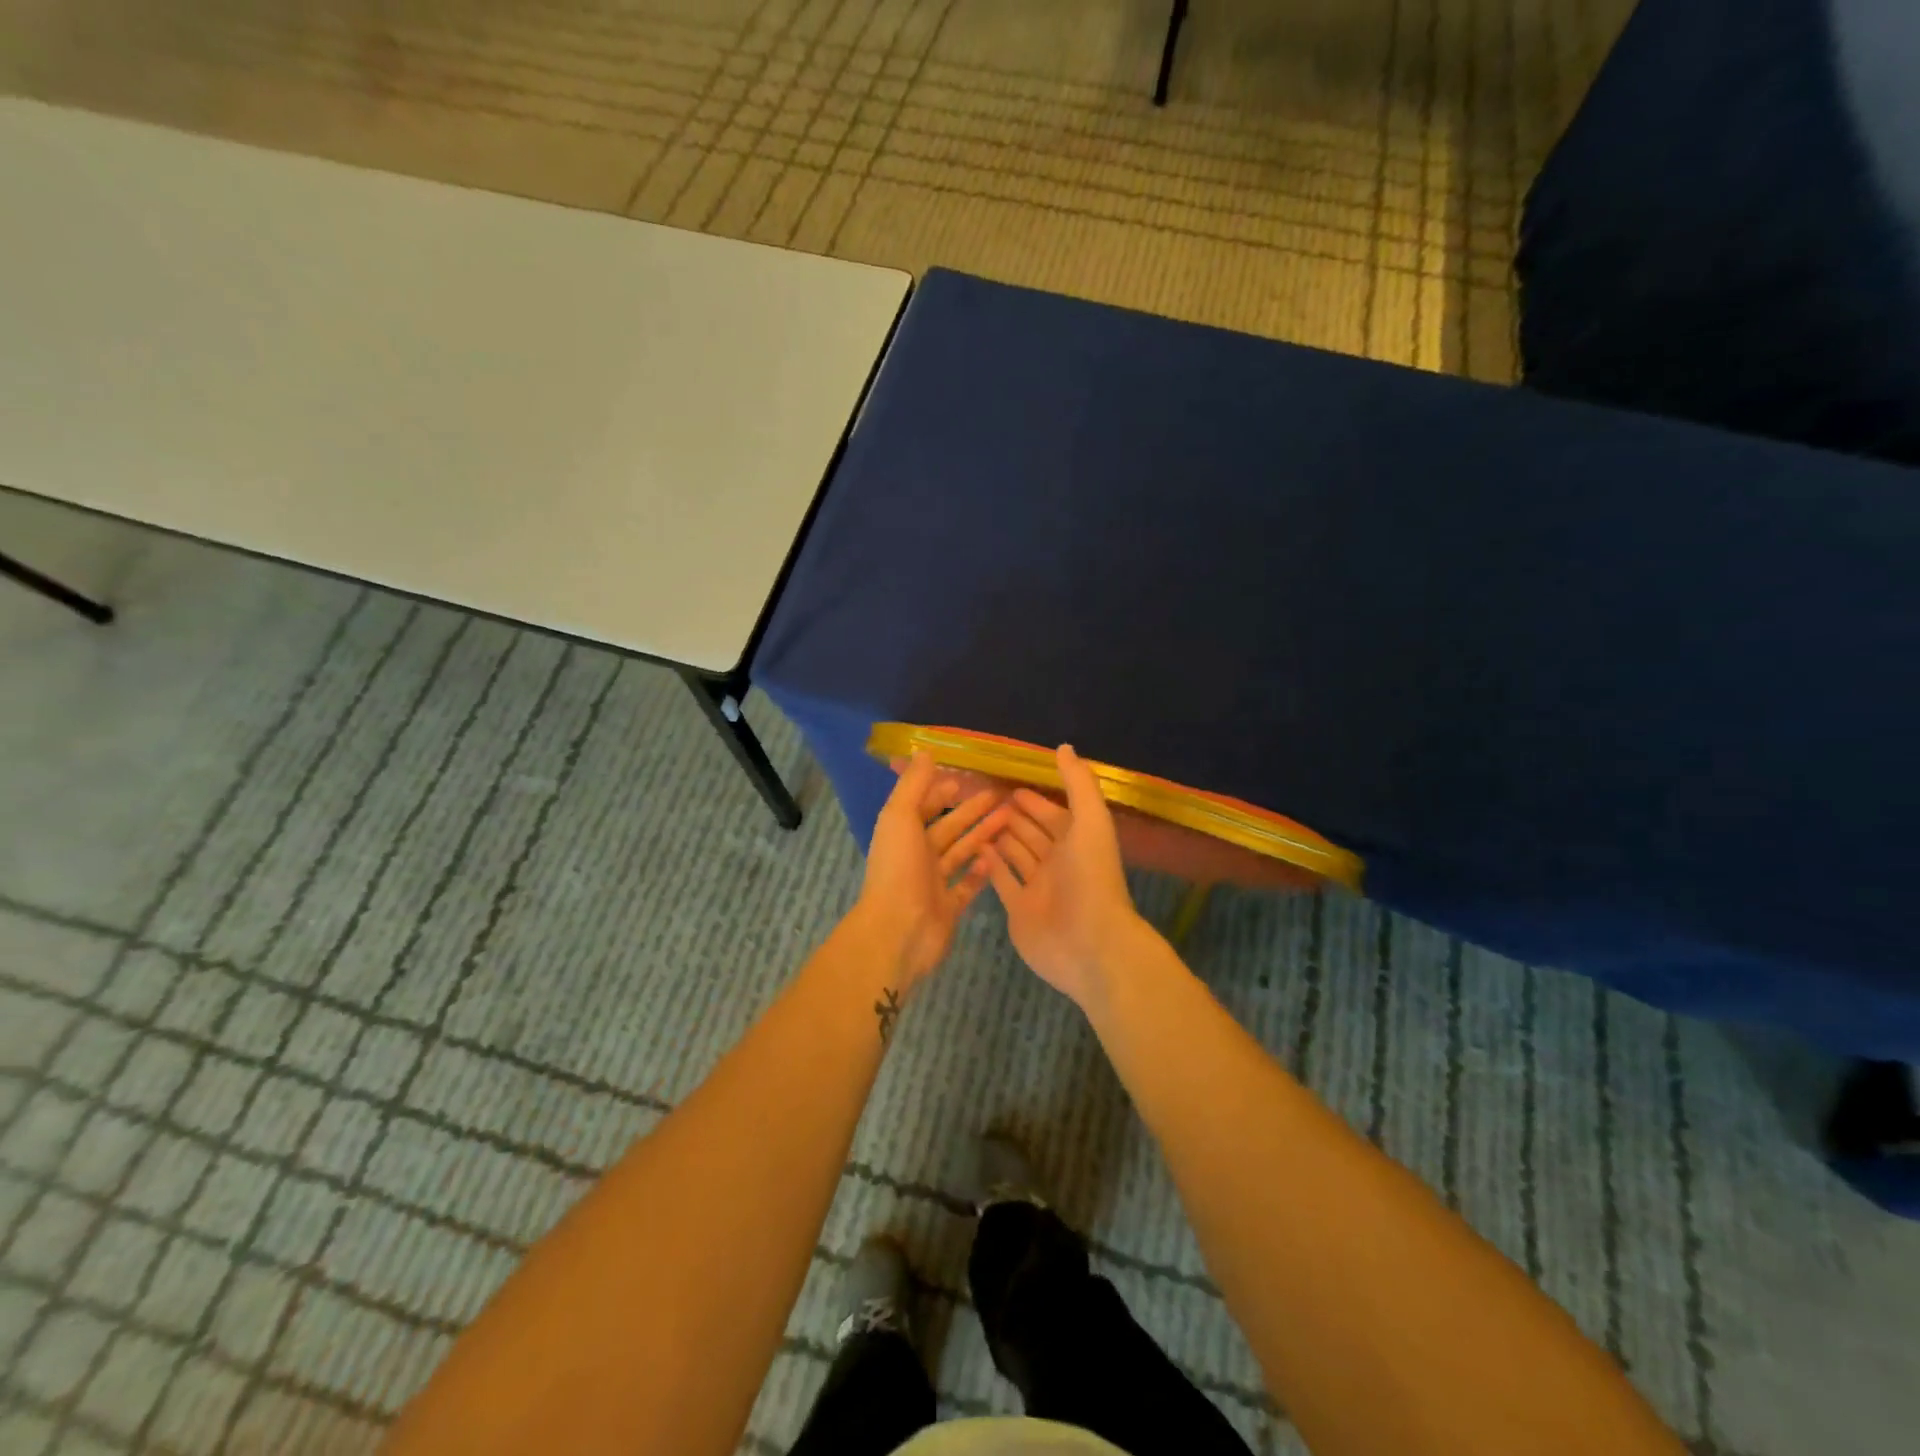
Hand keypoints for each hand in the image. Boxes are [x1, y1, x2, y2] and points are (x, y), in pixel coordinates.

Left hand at [857, 751, 1009, 989]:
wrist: (899, 931)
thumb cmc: (898, 869)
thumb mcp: (900, 817)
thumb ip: (913, 785)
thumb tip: (925, 751)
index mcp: (903, 833)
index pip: (924, 805)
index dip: (943, 791)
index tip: (970, 778)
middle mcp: (917, 855)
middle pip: (949, 828)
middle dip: (972, 810)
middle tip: (1002, 796)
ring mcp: (933, 883)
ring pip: (961, 853)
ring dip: (982, 835)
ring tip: (1009, 819)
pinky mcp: (949, 907)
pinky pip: (967, 886)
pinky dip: (980, 872)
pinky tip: (998, 858)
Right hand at [983, 744, 1157, 1008]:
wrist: (1089, 944)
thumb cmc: (1091, 878)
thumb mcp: (1090, 821)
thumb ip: (1078, 783)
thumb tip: (1064, 747)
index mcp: (1077, 841)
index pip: (1053, 814)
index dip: (1035, 800)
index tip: (1010, 785)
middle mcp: (1058, 863)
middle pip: (1032, 833)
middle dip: (1014, 816)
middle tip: (984, 799)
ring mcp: (1038, 888)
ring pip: (1016, 855)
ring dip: (1000, 837)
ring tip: (974, 819)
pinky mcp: (1020, 910)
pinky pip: (1002, 882)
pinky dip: (990, 865)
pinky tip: (974, 848)